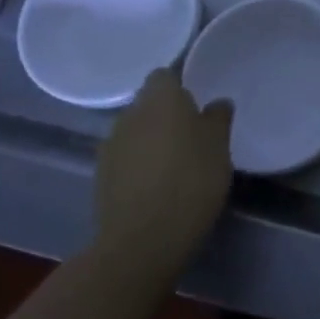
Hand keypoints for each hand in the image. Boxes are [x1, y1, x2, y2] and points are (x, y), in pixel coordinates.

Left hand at [93, 69, 232, 261]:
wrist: (140, 243)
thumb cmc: (190, 181)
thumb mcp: (219, 147)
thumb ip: (218, 118)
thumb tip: (216, 103)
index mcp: (160, 98)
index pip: (164, 76)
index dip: (179, 86)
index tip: (197, 104)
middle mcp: (129, 115)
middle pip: (148, 105)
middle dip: (165, 115)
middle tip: (191, 135)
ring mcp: (109, 148)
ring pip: (134, 132)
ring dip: (150, 141)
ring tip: (174, 164)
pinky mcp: (100, 180)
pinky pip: (124, 160)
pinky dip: (138, 167)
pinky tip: (156, 187)